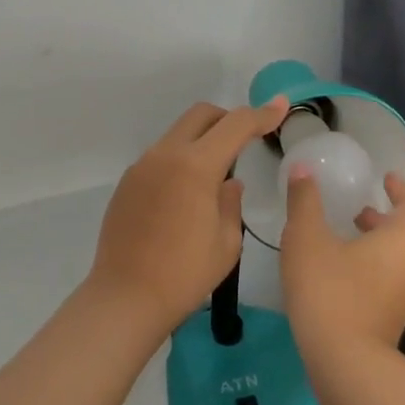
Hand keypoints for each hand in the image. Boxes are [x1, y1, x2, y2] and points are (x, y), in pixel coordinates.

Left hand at [86, 95, 290, 337]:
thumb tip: (228, 182)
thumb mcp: (226, 242)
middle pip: (201, 115)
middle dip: (229, 119)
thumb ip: (231, 202)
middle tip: (247, 140)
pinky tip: (187, 194)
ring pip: (179, 133)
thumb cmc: (184, 275)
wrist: (125, 299)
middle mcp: (166, 155)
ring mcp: (142, 166)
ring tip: (216, 174)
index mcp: (195, 166)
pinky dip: (181, 159)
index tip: (280, 106)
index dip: (262, 114)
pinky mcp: (128, 182)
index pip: (235, 125)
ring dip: (202, 140)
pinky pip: (161, 156)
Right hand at [281, 168, 404, 369]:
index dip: (401, 189)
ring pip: (398, 260)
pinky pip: (390, 283)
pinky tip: (341, 275)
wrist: (344, 363)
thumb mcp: (307, 237)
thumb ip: (304, 200)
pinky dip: (373, 268)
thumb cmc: (329, 289)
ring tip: (346, 240)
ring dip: (377, 245)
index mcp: (401, 240)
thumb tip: (303, 168)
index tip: (386, 179)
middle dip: (384, 218)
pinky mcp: (394, 321)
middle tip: (358, 211)